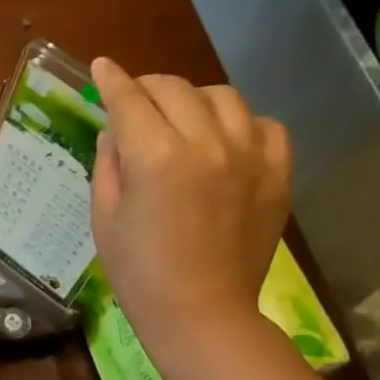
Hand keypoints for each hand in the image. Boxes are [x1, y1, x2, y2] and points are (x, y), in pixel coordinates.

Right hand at [88, 58, 291, 339]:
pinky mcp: (277, 174)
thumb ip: (108, 164)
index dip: (111, 80)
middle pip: (175, 90)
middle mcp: (206, 144)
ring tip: (180, 116)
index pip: (129, 100)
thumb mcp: (105, 216)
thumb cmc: (138, 271)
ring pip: (222, 97)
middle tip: (133, 99)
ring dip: (193, 98)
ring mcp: (249, 156)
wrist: (201, 312)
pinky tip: (224, 140)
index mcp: (155, 157)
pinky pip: (264, 125)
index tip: (101, 66)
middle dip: (147, 86)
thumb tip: (116, 131)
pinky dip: (240, 123)